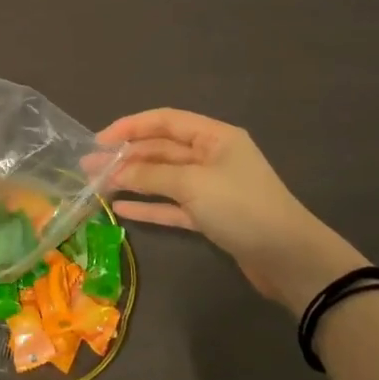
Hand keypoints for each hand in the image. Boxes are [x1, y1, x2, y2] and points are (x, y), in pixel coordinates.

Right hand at [94, 108, 364, 313]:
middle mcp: (212, 156)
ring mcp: (211, 188)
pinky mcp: (211, 217)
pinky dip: (149, 206)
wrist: (290, 259)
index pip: (164, 121)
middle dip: (126, 157)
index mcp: (214, 136)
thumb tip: (115, 171)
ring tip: (97, 186)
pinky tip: (122, 209)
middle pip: (161, 149)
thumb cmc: (242, 207)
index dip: (130, 127)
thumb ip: (151, 174)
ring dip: (133, 181)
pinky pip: (172, 205)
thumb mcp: (193, 184)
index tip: (99, 140)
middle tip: (89, 167)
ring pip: (163, 178)